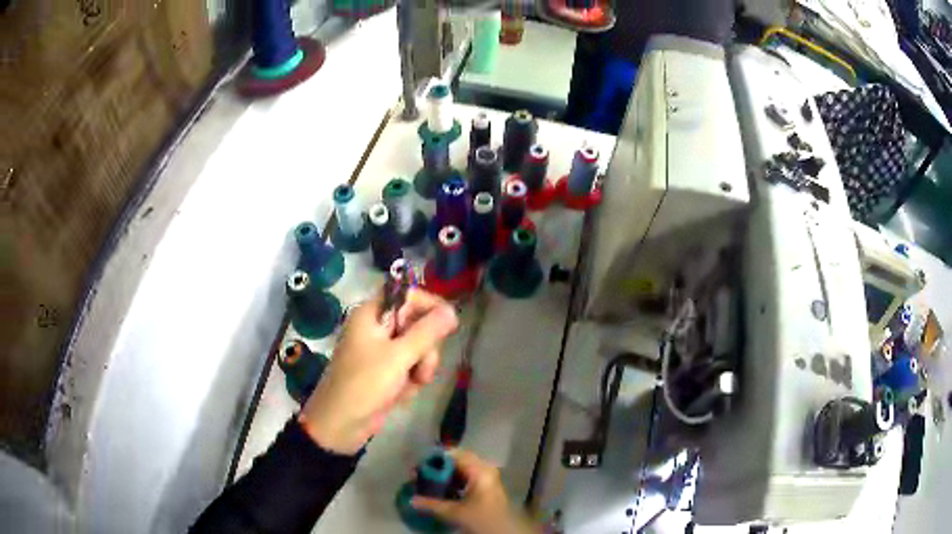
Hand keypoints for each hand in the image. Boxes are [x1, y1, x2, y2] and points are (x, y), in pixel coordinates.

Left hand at [299, 289, 457, 454]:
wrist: (340, 425)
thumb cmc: (364, 384)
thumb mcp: (398, 357)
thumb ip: (427, 332)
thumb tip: (452, 311)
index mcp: (371, 314)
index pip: (406, 294)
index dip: (428, 304)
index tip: (449, 322)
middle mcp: (376, 328)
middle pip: (416, 323)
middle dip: (425, 347)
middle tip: (422, 366)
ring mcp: (381, 352)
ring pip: (417, 348)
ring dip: (420, 367)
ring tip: (411, 384)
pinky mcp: (385, 373)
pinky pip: (410, 367)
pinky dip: (411, 380)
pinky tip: (402, 394)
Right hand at [412, 450, 538, 533]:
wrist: (504, 532)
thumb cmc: (483, 519)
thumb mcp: (455, 513)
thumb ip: (432, 505)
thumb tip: (411, 500)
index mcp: (479, 470)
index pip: (453, 455)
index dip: (434, 459)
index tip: (417, 467)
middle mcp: (484, 470)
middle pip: (456, 462)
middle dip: (437, 469)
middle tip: (418, 475)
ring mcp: (486, 479)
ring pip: (460, 472)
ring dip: (443, 477)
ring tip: (425, 484)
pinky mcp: (485, 489)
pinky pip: (465, 480)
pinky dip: (452, 484)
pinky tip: (439, 492)